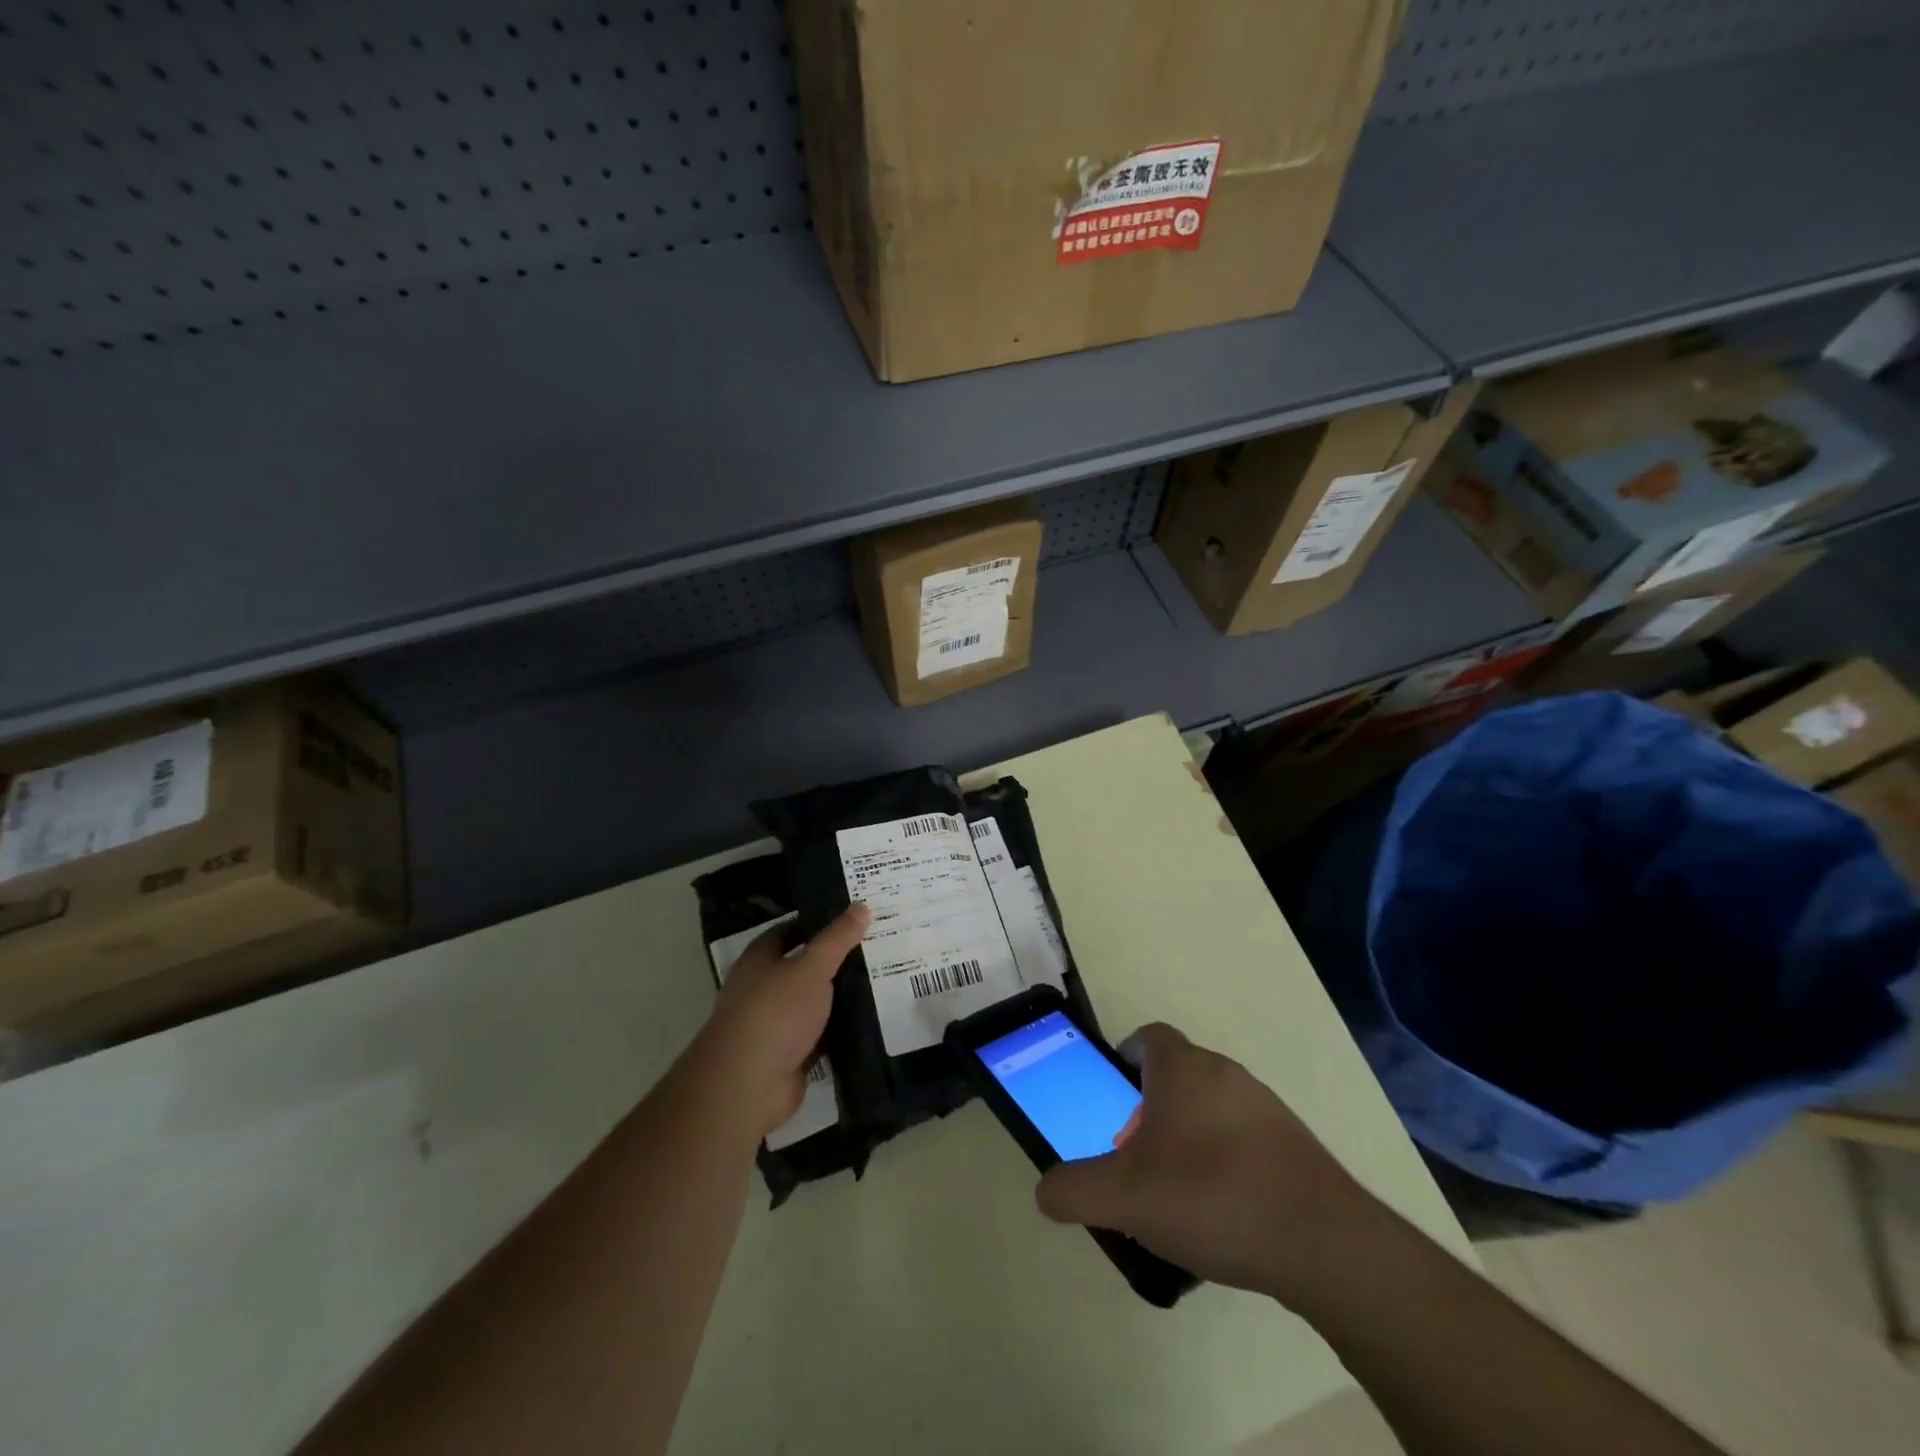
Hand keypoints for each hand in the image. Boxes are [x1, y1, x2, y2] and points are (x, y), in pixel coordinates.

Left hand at [697, 903, 869, 1136]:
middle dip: (836, 962)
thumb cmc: (775, 1012)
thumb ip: (837, 939)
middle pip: (803, 969)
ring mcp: (776, 1026)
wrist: (749, 1084)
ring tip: (883, 982)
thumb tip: (861, 906)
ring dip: (840, 999)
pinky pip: (821, 1037)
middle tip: (876, 948)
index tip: (852, 919)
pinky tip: (872, 1022)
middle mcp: (763, 990)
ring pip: (814, 1005)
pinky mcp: (790, 1057)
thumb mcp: (812, 967)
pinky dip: (841, 1032)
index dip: (817, 924)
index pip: (788, 932)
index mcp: (759, 961)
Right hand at [1035, 1023, 1379, 1304]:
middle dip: (1150, 1107)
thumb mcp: (1124, 1197)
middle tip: (1134, 1155)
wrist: (1322, 1243)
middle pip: (1177, 1075)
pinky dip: (1225, 1161)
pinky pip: (1245, 1139)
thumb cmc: (1210, 1196)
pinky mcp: (1295, 1145)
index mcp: (1183, 1068)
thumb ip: (1074, 1190)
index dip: (1125, 1056)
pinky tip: (1221, 1213)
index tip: (1112, 1090)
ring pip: (1212, 1107)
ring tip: (1175, 1192)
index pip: (1148, 1037)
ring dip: (1188, 1135)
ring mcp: (1266, 1107)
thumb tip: (1045, 1191)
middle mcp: (1225, 1073)